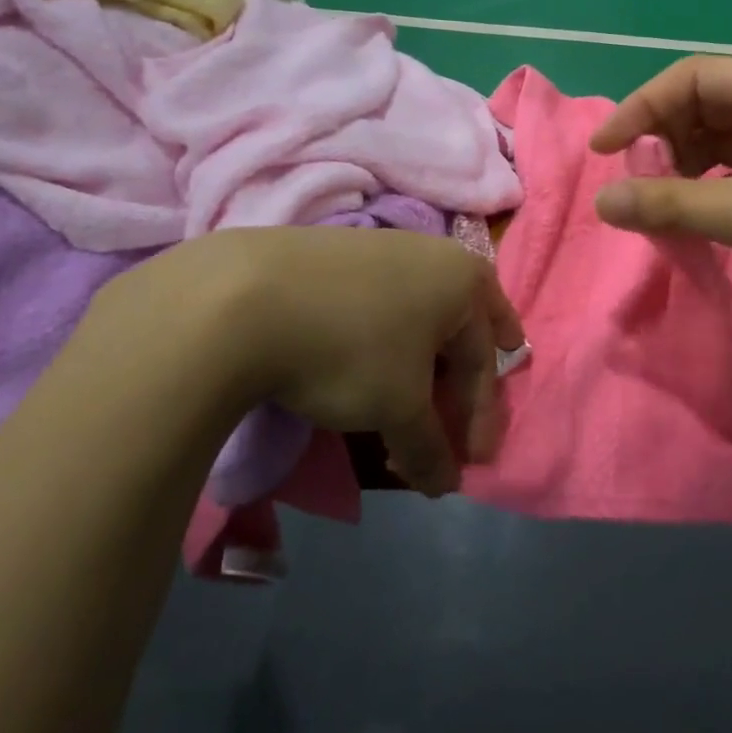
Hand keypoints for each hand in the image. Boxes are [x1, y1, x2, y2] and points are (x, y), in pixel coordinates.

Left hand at [84, 228, 523, 495]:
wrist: (247, 297)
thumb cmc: (350, 349)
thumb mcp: (398, 408)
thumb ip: (430, 448)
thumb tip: (446, 484)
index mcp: (465, 281)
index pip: (483, 361)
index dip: (480, 418)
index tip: (472, 465)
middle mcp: (435, 254)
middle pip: (462, 328)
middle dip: (464, 380)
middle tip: (466, 415)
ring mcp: (387, 247)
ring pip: (423, 315)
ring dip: (426, 364)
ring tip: (416, 397)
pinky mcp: (343, 254)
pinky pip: (386, 304)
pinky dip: (390, 341)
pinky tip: (374, 359)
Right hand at [590, 58, 731, 337]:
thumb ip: (672, 205)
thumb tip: (602, 203)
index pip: (691, 77)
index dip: (640, 109)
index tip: (604, 152)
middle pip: (706, 103)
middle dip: (665, 139)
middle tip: (640, 184)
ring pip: (726, 135)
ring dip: (689, 163)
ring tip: (666, 201)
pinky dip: (717, 182)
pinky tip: (703, 210)